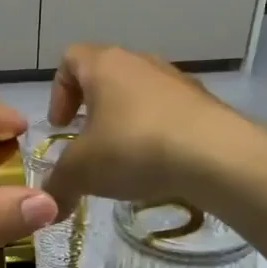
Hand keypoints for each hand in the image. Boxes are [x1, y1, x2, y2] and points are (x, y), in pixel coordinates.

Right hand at [41, 44, 245, 208]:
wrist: (217, 157)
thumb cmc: (134, 148)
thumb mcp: (81, 173)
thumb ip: (57, 187)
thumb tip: (49, 209)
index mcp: (104, 65)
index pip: (70, 58)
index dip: (58, 91)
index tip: (62, 126)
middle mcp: (141, 62)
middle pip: (106, 76)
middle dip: (92, 110)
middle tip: (89, 145)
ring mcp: (177, 81)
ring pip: (139, 94)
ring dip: (126, 122)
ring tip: (125, 160)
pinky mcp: (205, 104)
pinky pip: (169, 113)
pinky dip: (157, 134)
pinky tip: (158, 166)